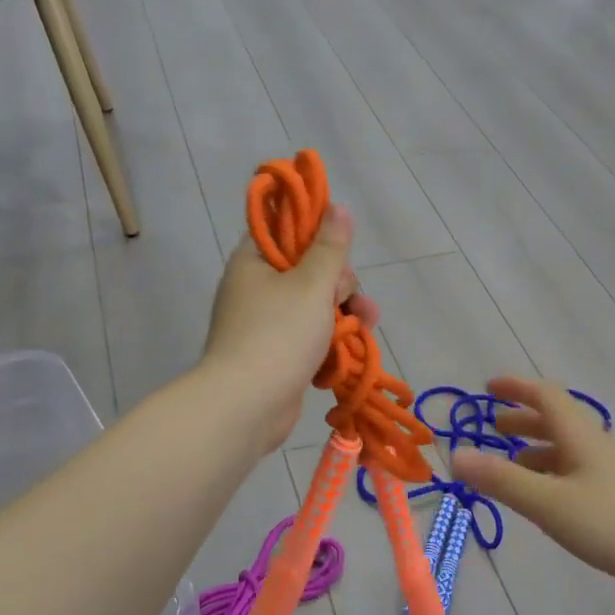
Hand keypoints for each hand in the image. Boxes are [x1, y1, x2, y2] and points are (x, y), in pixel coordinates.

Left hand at [201, 205, 378, 454]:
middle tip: (349, 301)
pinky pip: (309, 338)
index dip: (315, 233)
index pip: (285, 230)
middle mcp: (256, 289)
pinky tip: (348, 355)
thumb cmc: (279, 335)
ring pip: (315, 307)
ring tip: (366, 327)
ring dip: (343, 316)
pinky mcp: (277, 356)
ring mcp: (266, 325)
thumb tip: (338, 208)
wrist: (247, 406)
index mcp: (254, 262)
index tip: (339, 248)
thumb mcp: (311, 285)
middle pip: (308, 271)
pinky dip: (329, 344)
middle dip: (340, 286)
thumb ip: (330, 248)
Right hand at [451, 376, 614, 604]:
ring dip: (538, 451)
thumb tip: (455, 455)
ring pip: (569, 451)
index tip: (488, 387)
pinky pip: (580, 474)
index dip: (516, 388)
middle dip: (523, 421)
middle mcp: (599, 447)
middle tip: (494, 429)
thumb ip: (503, 481)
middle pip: (558, 422)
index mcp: (581, 437)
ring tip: (513, 467)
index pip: (546, 396)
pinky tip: (550, 501)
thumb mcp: (550, 503)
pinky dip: (555, 475)